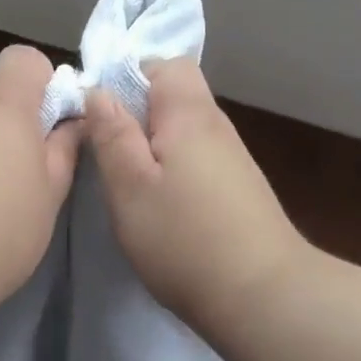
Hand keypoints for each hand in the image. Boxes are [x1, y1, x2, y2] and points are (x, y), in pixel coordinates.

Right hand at [85, 59, 307, 335]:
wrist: (264, 297)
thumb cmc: (184, 238)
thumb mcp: (129, 187)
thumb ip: (111, 134)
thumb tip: (97, 90)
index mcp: (190, 114)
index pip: (164, 63)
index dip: (129, 77)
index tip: (101, 115)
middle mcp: (218, 127)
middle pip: (175, 98)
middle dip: (137, 116)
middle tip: (109, 157)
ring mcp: (234, 160)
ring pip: (185, 132)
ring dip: (155, 148)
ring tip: (131, 187)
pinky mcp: (240, 190)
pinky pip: (198, 160)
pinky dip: (175, 172)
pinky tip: (164, 209)